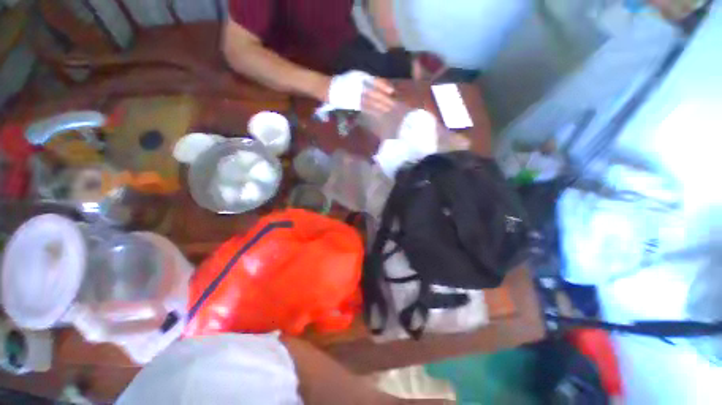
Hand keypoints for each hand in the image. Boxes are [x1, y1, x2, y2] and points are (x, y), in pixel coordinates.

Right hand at [325, 71, 395, 116]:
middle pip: (376, 94)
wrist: (332, 90)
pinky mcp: (356, 106)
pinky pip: (367, 109)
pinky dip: (374, 111)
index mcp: (361, 78)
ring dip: (381, 106)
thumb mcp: (358, 75)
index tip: (392, 91)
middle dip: (385, 99)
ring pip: (372, 102)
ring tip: (389, 108)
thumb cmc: (346, 81)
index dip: (384, 86)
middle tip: (395, 103)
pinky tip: (380, 112)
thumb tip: (384, 86)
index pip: (375, 81)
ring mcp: (358, 98)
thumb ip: (370, 79)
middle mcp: (360, 88)